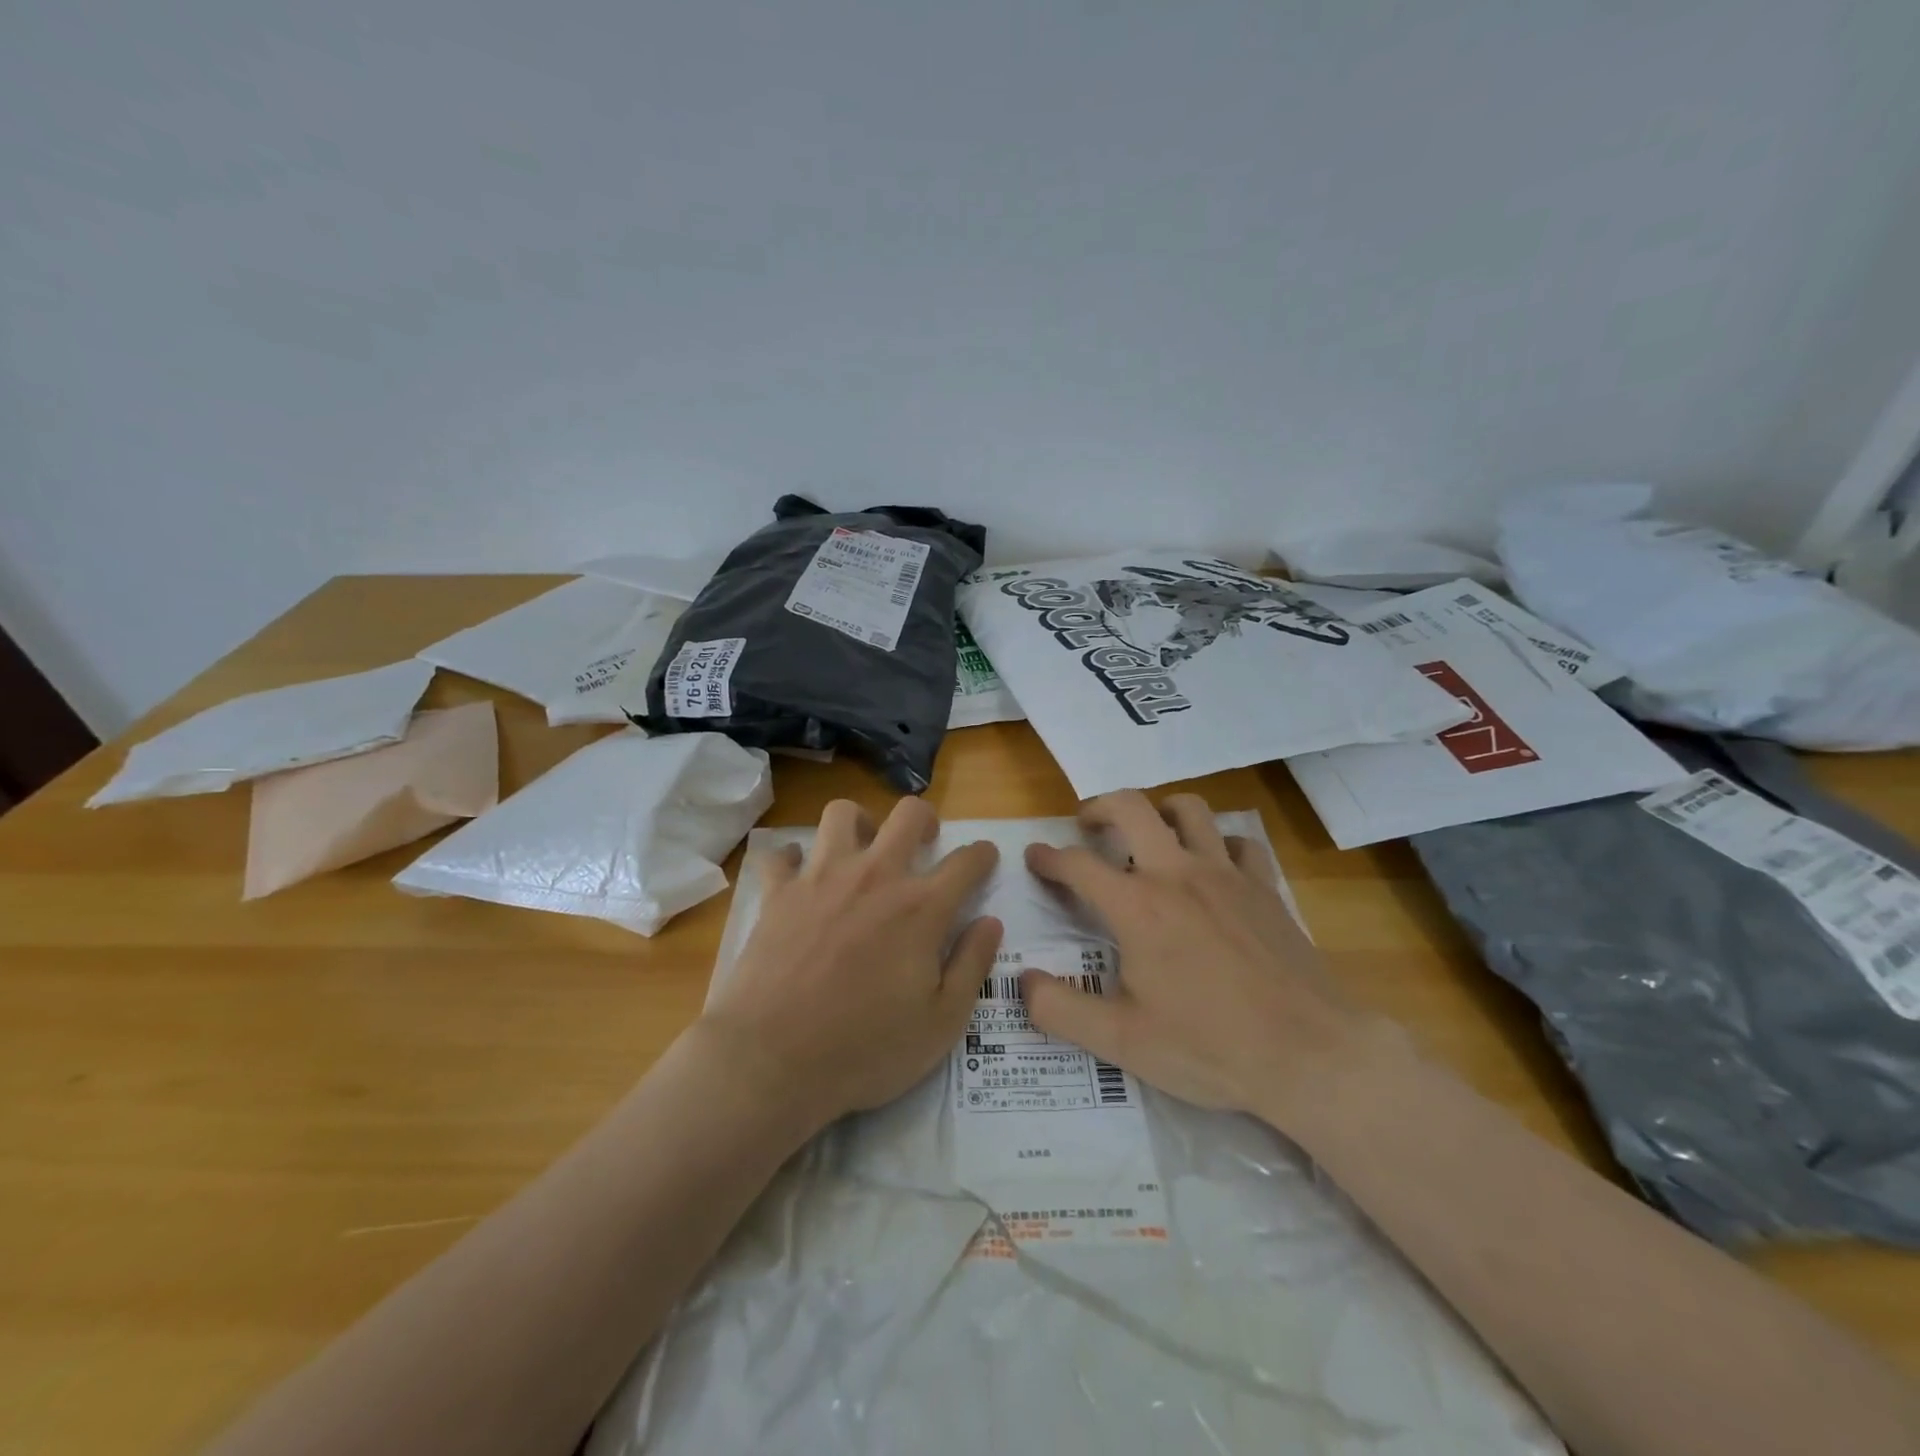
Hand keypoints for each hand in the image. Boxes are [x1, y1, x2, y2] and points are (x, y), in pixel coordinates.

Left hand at [699, 796, 1001, 1128]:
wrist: (772, 1061)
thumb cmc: (865, 1050)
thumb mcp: (941, 1023)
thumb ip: (972, 965)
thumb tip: (990, 922)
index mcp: (920, 907)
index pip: (966, 861)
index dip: (983, 855)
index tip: (985, 858)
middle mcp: (875, 876)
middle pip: (908, 814)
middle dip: (925, 819)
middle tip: (924, 842)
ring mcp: (821, 878)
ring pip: (842, 814)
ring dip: (859, 823)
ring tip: (862, 848)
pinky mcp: (778, 893)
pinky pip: (782, 854)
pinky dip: (793, 859)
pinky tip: (800, 876)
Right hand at [1021, 791, 1387, 1128]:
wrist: (1311, 1055)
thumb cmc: (1210, 1047)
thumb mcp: (1122, 1042)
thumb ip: (1060, 1010)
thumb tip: (1021, 982)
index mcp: (1137, 906)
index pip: (1078, 864)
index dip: (1049, 857)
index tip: (1035, 856)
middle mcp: (1178, 874)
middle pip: (1132, 807)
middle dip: (1099, 806)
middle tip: (1086, 824)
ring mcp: (1227, 875)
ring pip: (1190, 810)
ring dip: (1160, 810)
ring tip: (1148, 832)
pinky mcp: (1265, 888)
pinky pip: (1239, 843)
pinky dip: (1219, 844)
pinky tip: (1213, 866)